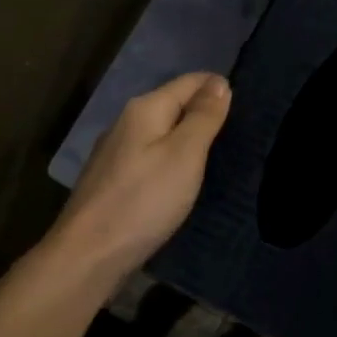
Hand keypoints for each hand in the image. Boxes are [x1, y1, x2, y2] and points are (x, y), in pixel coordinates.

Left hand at [53, 73, 230, 282]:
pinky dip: (170, 159)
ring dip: (187, 137)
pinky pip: (150, 156)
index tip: (247, 104)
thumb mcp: (184, 155)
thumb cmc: (144, 200)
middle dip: (203, 111)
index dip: (218, 88)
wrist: (88, 255)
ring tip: (216, 153)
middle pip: (172, 104)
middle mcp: (126, 123)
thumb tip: (219, 82)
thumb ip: (203, 117)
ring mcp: (114, 153)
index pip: (189, 82)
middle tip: (238, 130)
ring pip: (160, 132)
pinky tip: (181, 177)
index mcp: (144, 109)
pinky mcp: (111, 181)